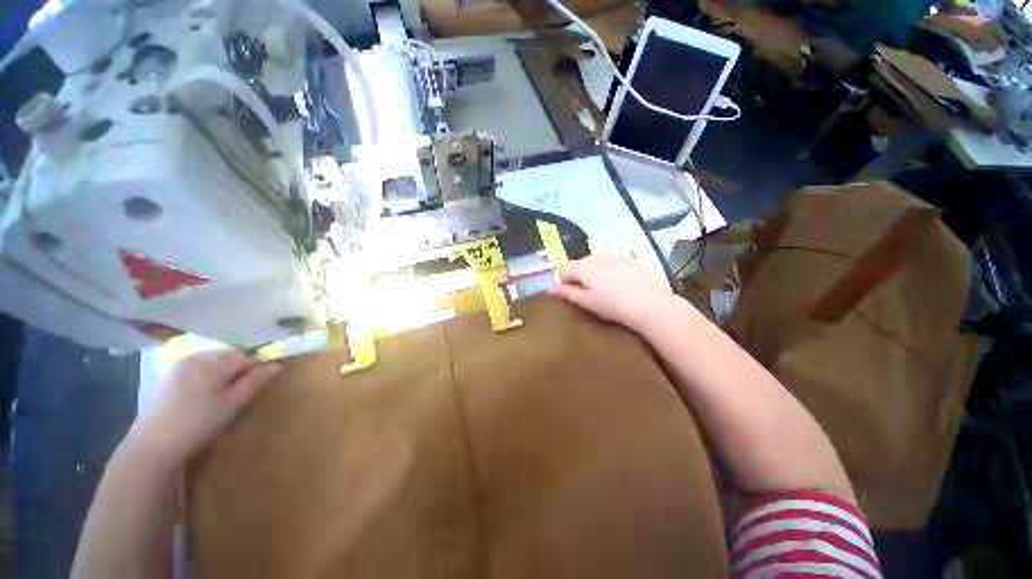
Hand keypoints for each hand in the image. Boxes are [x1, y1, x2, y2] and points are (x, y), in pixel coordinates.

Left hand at [130, 351, 281, 466]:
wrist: (155, 443)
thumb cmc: (200, 421)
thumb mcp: (234, 403)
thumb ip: (256, 381)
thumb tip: (278, 365)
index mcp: (213, 361)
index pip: (245, 357)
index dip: (255, 370)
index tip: (255, 388)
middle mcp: (196, 357)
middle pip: (227, 358)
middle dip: (236, 372)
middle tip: (237, 395)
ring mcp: (179, 366)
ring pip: (211, 364)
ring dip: (220, 376)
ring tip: (219, 398)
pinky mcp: (168, 377)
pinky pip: (196, 371)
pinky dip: (204, 379)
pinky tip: (201, 399)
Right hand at [551, 254, 673, 332]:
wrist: (650, 304)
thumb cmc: (613, 306)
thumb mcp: (587, 302)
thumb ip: (568, 293)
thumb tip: (552, 289)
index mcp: (584, 267)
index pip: (564, 268)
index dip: (563, 280)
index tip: (571, 293)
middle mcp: (597, 256)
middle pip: (580, 263)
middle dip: (579, 275)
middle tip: (588, 293)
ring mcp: (616, 255)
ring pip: (597, 261)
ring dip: (595, 271)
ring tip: (605, 288)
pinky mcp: (631, 258)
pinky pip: (613, 261)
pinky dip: (610, 269)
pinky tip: (620, 283)